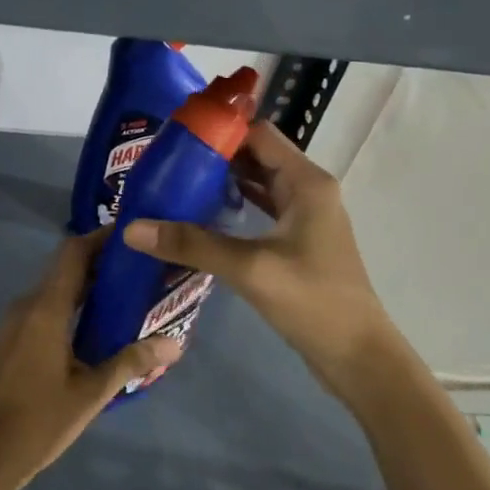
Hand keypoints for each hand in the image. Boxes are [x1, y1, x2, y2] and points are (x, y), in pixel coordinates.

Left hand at [0, 231, 180, 489]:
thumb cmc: (39, 420)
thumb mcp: (91, 392)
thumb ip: (132, 361)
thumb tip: (175, 342)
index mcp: (46, 308)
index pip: (73, 252)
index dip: (101, 237)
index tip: (133, 234)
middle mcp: (29, 304)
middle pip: (66, 266)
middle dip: (101, 261)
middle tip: (142, 265)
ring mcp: (18, 321)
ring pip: (58, 287)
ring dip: (89, 283)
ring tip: (129, 290)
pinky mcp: (16, 338)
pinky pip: (49, 306)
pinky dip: (75, 303)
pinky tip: (100, 323)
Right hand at [122, 120, 388, 395]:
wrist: (358, 358)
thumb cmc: (313, 302)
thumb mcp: (250, 268)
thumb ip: (192, 244)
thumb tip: (131, 229)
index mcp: (306, 182)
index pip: (258, 134)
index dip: (219, 131)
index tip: (176, 140)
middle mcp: (307, 190)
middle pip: (255, 156)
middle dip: (214, 157)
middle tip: (166, 164)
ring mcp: (303, 217)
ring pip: (257, 184)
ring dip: (221, 183)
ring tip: (175, 185)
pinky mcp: (296, 242)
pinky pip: (260, 211)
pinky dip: (232, 208)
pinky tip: (200, 218)